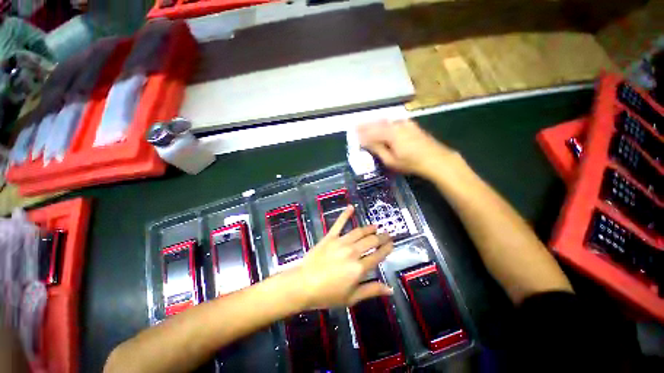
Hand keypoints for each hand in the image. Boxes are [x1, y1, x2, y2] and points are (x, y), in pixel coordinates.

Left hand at [293, 205, 392, 308]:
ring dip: (369, 228)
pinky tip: (351, 207)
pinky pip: (339, 223)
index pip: (378, 255)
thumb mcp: (351, 297)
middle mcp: (353, 252)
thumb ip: (371, 290)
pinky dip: (345, 214)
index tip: (391, 244)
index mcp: (359, 268)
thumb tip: (390, 289)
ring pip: (359, 232)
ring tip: (375, 226)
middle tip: (387, 234)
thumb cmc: (328, 294)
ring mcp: (341, 242)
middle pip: (371, 241)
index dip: (386, 249)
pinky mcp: (330, 237)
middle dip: (381, 237)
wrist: (303, 284)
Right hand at [358, 119, 458, 178]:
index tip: (353, 133)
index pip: (372, 132)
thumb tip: (366, 142)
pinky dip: (385, 122)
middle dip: (366, 125)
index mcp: (390, 134)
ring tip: (366, 123)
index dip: (362, 133)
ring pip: (385, 121)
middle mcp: (396, 125)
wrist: (435, 159)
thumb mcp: (391, 160)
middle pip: (377, 124)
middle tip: (356, 125)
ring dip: (374, 122)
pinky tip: (382, 123)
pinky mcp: (410, 125)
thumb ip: (378, 149)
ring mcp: (404, 124)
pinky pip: (393, 121)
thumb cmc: (411, 163)